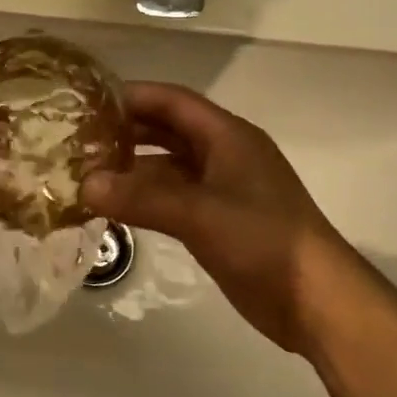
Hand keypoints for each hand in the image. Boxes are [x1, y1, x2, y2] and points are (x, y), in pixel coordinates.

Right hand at [82, 82, 362, 351]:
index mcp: (229, 136)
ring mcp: (222, 190)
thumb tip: (84, 186)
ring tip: (87, 172)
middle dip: (127, 131)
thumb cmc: (264, 241)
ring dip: (133, 168)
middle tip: (80, 138)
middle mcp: (224, 155)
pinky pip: (173, 198)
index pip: (173, 101)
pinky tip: (115, 207)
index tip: (88, 100)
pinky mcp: (218, 222)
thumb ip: (141, 198)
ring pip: (169, 167)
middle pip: (169, 130)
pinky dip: (145, 198)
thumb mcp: (200, 214)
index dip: (133, 96)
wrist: (316, 301)